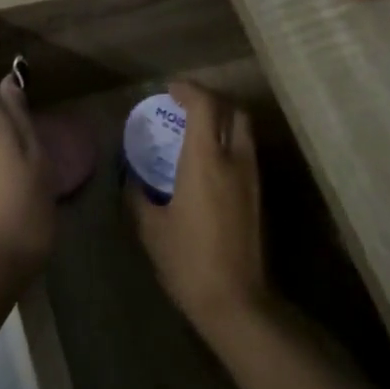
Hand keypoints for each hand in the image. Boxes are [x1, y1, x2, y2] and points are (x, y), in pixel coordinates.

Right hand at [128, 82, 272, 335]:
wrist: (234, 299)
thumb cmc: (186, 260)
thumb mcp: (150, 227)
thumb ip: (138, 195)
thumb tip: (131, 177)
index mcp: (205, 162)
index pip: (205, 106)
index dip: (188, 90)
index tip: (170, 89)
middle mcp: (234, 161)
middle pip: (233, 112)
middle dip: (211, 100)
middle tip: (185, 106)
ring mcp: (251, 178)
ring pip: (243, 131)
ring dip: (222, 120)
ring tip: (195, 130)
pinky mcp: (257, 195)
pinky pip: (245, 152)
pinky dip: (228, 142)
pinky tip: (207, 161)